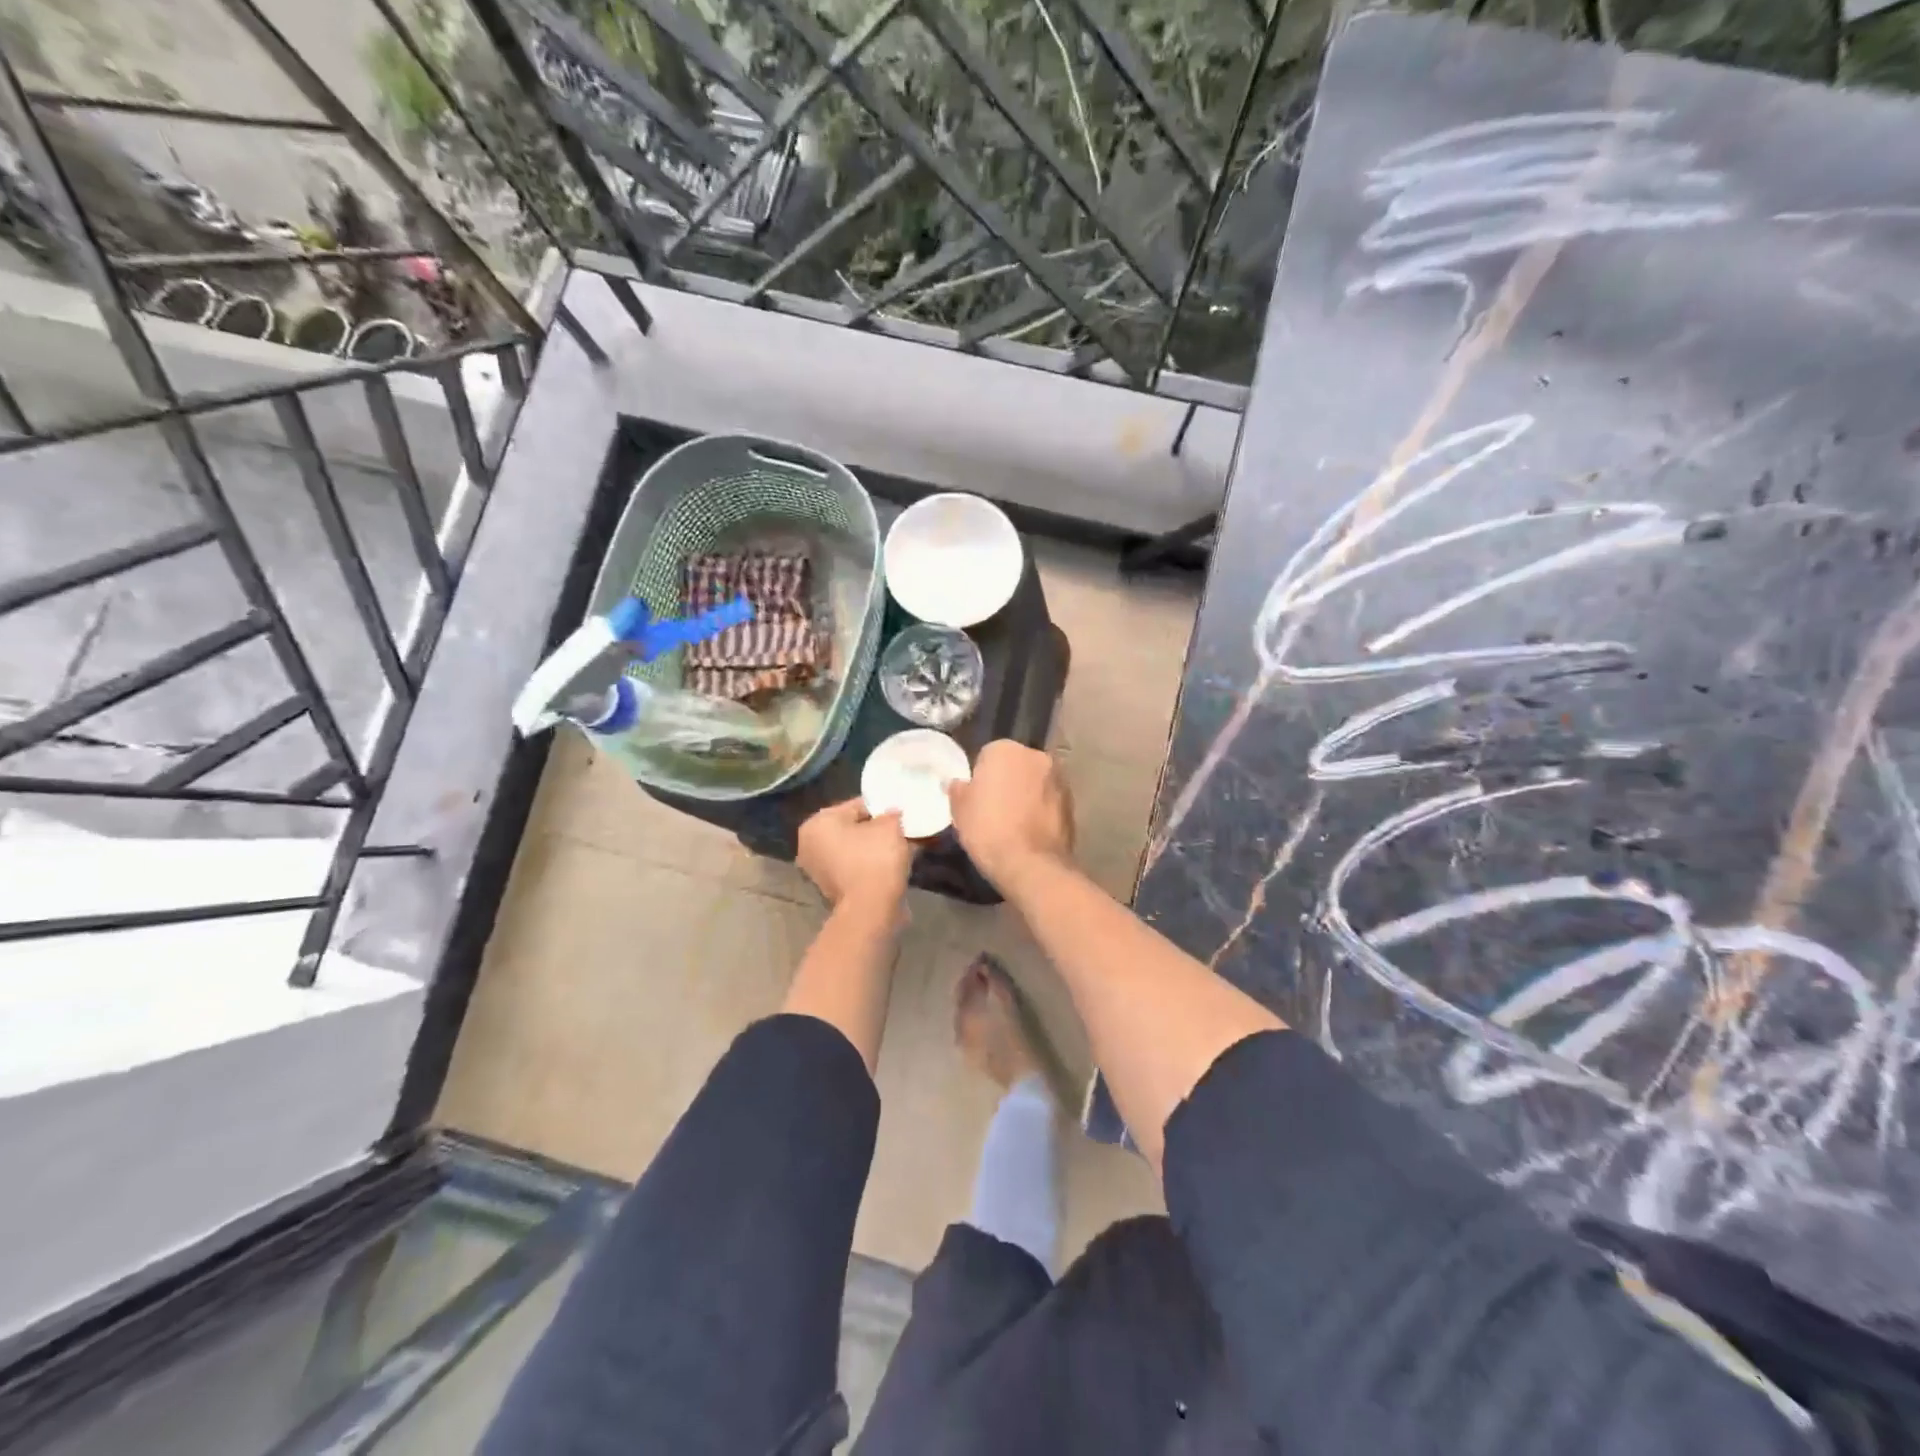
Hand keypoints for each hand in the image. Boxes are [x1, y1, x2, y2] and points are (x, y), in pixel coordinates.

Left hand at [797, 798, 912, 911]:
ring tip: (903, 846)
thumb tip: (893, 815)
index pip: (855, 806)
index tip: (901, 813)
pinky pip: (857, 867)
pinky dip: (873, 864)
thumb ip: (891, 814)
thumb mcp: (890, 826)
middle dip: (878, 829)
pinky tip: (895, 864)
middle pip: (853, 828)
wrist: (871, 910)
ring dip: (877, 847)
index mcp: (817, 824)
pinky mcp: (833, 890)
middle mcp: (811, 846)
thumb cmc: (875, 859)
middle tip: (903, 829)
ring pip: (856, 849)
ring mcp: (819, 871)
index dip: (881, 807)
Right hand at [947, 740, 1073, 888]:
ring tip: (1015, 822)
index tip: (977, 797)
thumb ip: (958, 790)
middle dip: (1008, 780)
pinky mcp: (1073, 803)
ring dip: (1028, 794)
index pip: (988, 755)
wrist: (1030, 864)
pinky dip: (1042, 810)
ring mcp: (1059, 778)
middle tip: (995, 808)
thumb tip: (957, 783)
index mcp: (1005, 749)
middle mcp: (1036, 755)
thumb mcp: (959, 811)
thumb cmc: (988, 830)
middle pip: (1016, 765)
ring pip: (1036, 782)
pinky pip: (1050, 801)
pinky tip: (1031, 831)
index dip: (981, 777)